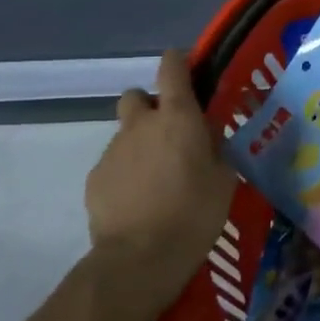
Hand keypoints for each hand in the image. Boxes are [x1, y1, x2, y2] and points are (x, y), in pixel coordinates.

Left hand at [85, 49, 235, 312]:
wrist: (139, 258)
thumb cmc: (194, 212)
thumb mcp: (224, 177)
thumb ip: (216, 147)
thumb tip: (208, 133)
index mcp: (178, 117)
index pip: (171, 67)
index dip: (178, 62)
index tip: (188, 69)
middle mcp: (141, 125)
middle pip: (137, 96)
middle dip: (152, 106)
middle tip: (172, 132)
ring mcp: (113, 151)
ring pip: (126, 132)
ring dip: (142, 143)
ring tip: (159, 176)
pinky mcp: (95, 179)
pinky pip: (115, 163)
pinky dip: (127, 171)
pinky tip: (141, 199)